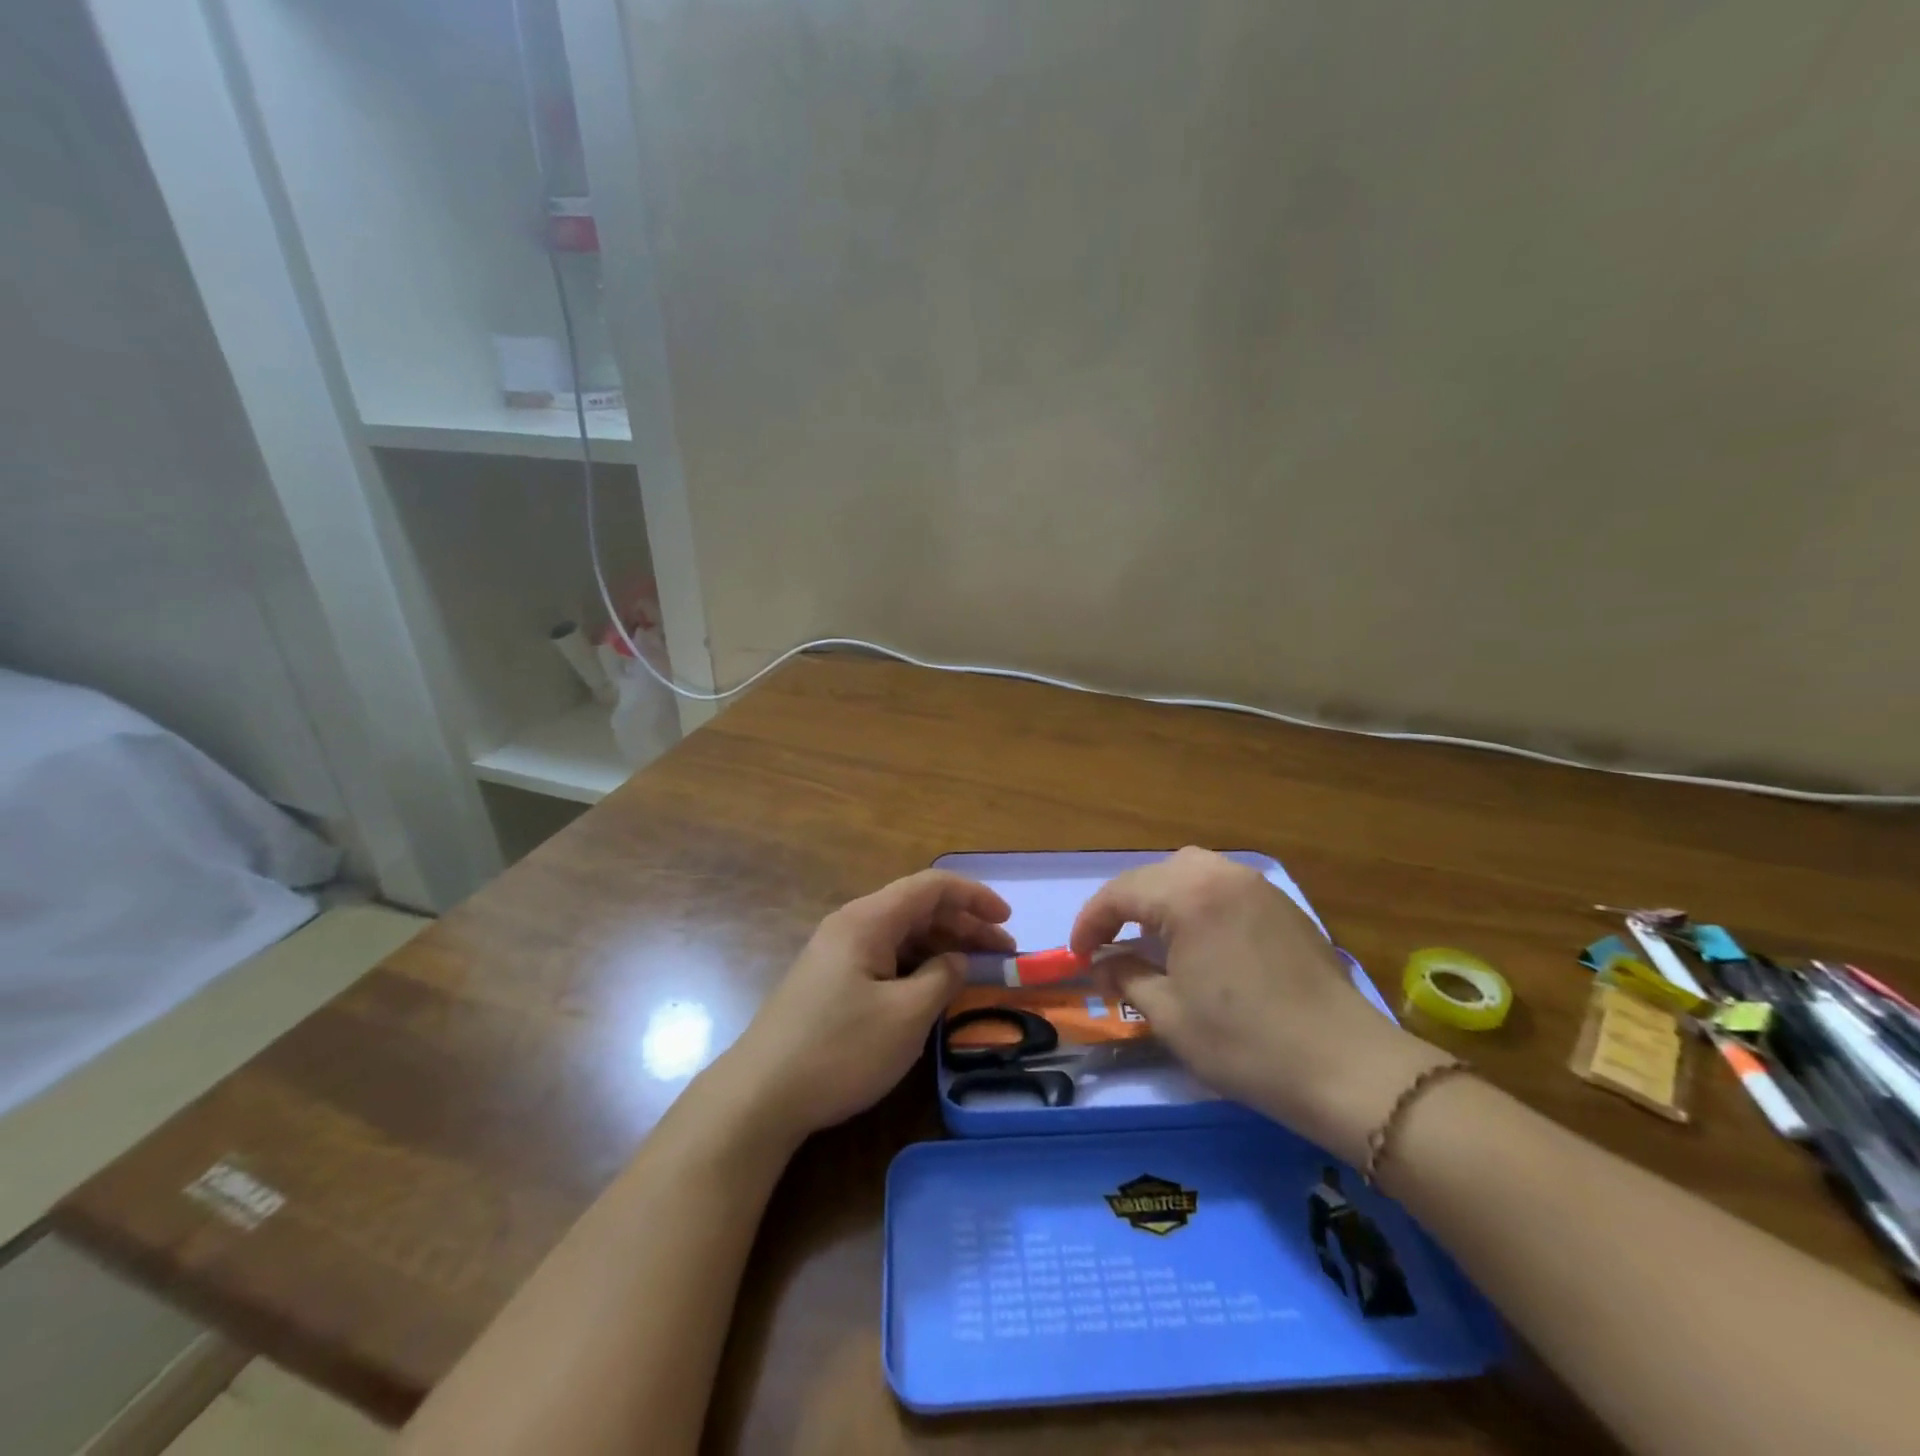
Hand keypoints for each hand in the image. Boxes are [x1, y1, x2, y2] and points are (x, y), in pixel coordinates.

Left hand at [722, 869, 1013, 1139]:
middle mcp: (851, 926)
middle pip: (917, 908)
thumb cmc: (840, 1050)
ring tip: (976, 971)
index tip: (1008, 921)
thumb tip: (957, 961)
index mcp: (868, 920)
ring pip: (902, 935)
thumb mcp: (906, 1017)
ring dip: (942, 947)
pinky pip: (885, 958)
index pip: (931, 887)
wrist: (760, 1097)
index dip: (974, 896)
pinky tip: (935, 989)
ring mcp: (837, 954)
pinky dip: (918, 966)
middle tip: (1002, 953)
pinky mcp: (831, 982)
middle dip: (964, 924)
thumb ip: (942, 979)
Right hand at [1070, 848, 1449, 1164]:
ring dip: (1161, 898)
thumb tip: (1103, 963)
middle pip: (1155, 874)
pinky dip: (1197, 902)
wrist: (1347, 1068)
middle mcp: (1222, 875)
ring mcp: (1258, 886)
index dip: (1090, 922)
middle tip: (1110, 944)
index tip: (1077, 956)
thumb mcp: (1169, 1015)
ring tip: (1152, 937)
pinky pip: (1224, 886)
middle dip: (1124, 905)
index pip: (1120, 893)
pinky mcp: (1283, 906)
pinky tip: (1199, 940)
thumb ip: (1126, 976)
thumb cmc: (1246, 1044)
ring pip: (1191, 872)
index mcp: (1189, 895)